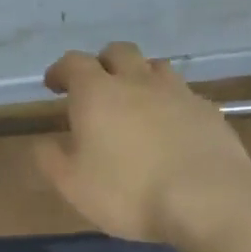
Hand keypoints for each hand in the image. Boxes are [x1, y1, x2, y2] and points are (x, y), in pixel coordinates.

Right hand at [36, 42, 250, 242]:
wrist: (209, 199)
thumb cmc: (128, 191)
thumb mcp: (72, 184)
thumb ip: (50, 159)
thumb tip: (42, 142)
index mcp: (97, 93)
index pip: (73, 63)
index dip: (60, 70)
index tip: (54, 85)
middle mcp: (137, 81)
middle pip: (118, 52)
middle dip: (102, 64)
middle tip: (95, 88)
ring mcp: (178, 92)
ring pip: (155, 67)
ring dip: (139, 77)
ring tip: (134, 103)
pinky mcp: (208, 111)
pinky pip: (183, 94)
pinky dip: (169, 102)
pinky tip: (170, 128)